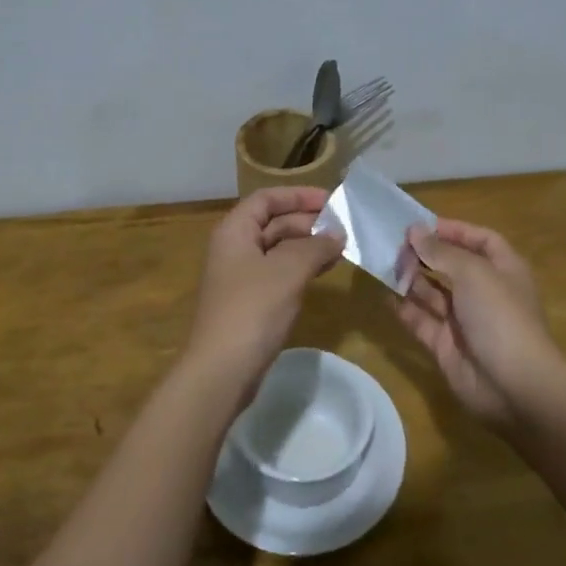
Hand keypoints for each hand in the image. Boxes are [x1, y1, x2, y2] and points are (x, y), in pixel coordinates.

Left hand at [184, 187, 344, 387]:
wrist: (222, 369)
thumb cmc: (253, 310)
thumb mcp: (288, 270)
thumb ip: (315, 247)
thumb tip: (337, 235)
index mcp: (234, 232)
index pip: (266, 199)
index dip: (298, 195)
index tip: (331, 201)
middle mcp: (233, 249)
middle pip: (272, 223)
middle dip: (307, 222)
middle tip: (343, 228)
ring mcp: (240, 278)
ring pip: (277, 250)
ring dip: (307, 246)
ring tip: (341, 249)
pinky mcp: (249, 303)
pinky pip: (278, 274)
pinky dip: (300, 268)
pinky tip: (323, 272)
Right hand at [393, 218, 565, 430]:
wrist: (515, 386)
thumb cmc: (500, 317)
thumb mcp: (473, 274)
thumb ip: (441, 252)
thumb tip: (415, 231)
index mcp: (503, 270)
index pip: (481, 240)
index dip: (454, 230)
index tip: (421, 225)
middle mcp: (485, 292)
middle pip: (453, 266)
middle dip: (426, 254)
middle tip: (394, 246)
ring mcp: (465, 321)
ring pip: (434, 293)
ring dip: (412, 279)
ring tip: (385, 266)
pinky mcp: (446, 346)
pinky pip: (422, 321)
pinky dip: (405, 309)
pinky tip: (385, 296)